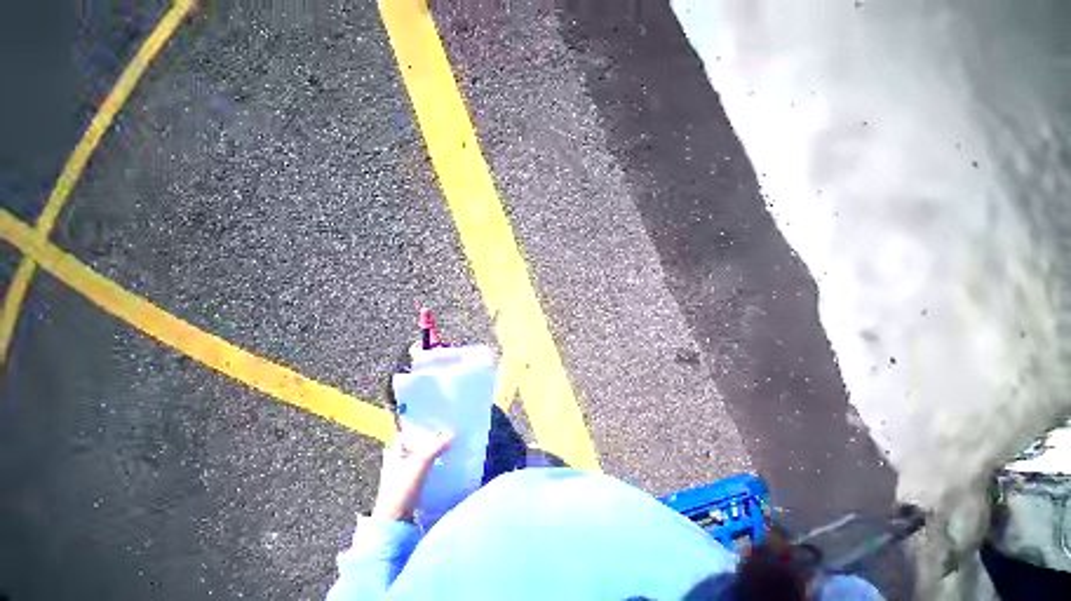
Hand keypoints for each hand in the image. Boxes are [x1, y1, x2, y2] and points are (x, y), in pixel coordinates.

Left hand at [372, 426, 453, 521]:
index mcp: (394, 447)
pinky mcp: (410, 478)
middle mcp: (396, 454)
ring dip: (434, 446)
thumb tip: (453, 433)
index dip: (423, 422)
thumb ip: (437, 446)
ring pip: (421, 450)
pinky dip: (434, 457)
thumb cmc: (402, 487)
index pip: (409, 427)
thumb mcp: (421, 462)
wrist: (394, 520)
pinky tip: (445, 456)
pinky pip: (424, 461)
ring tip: (449, 440)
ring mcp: (403, 467)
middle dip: (431, 434)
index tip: (439, 417)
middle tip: (448, 427)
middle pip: (416, 438)